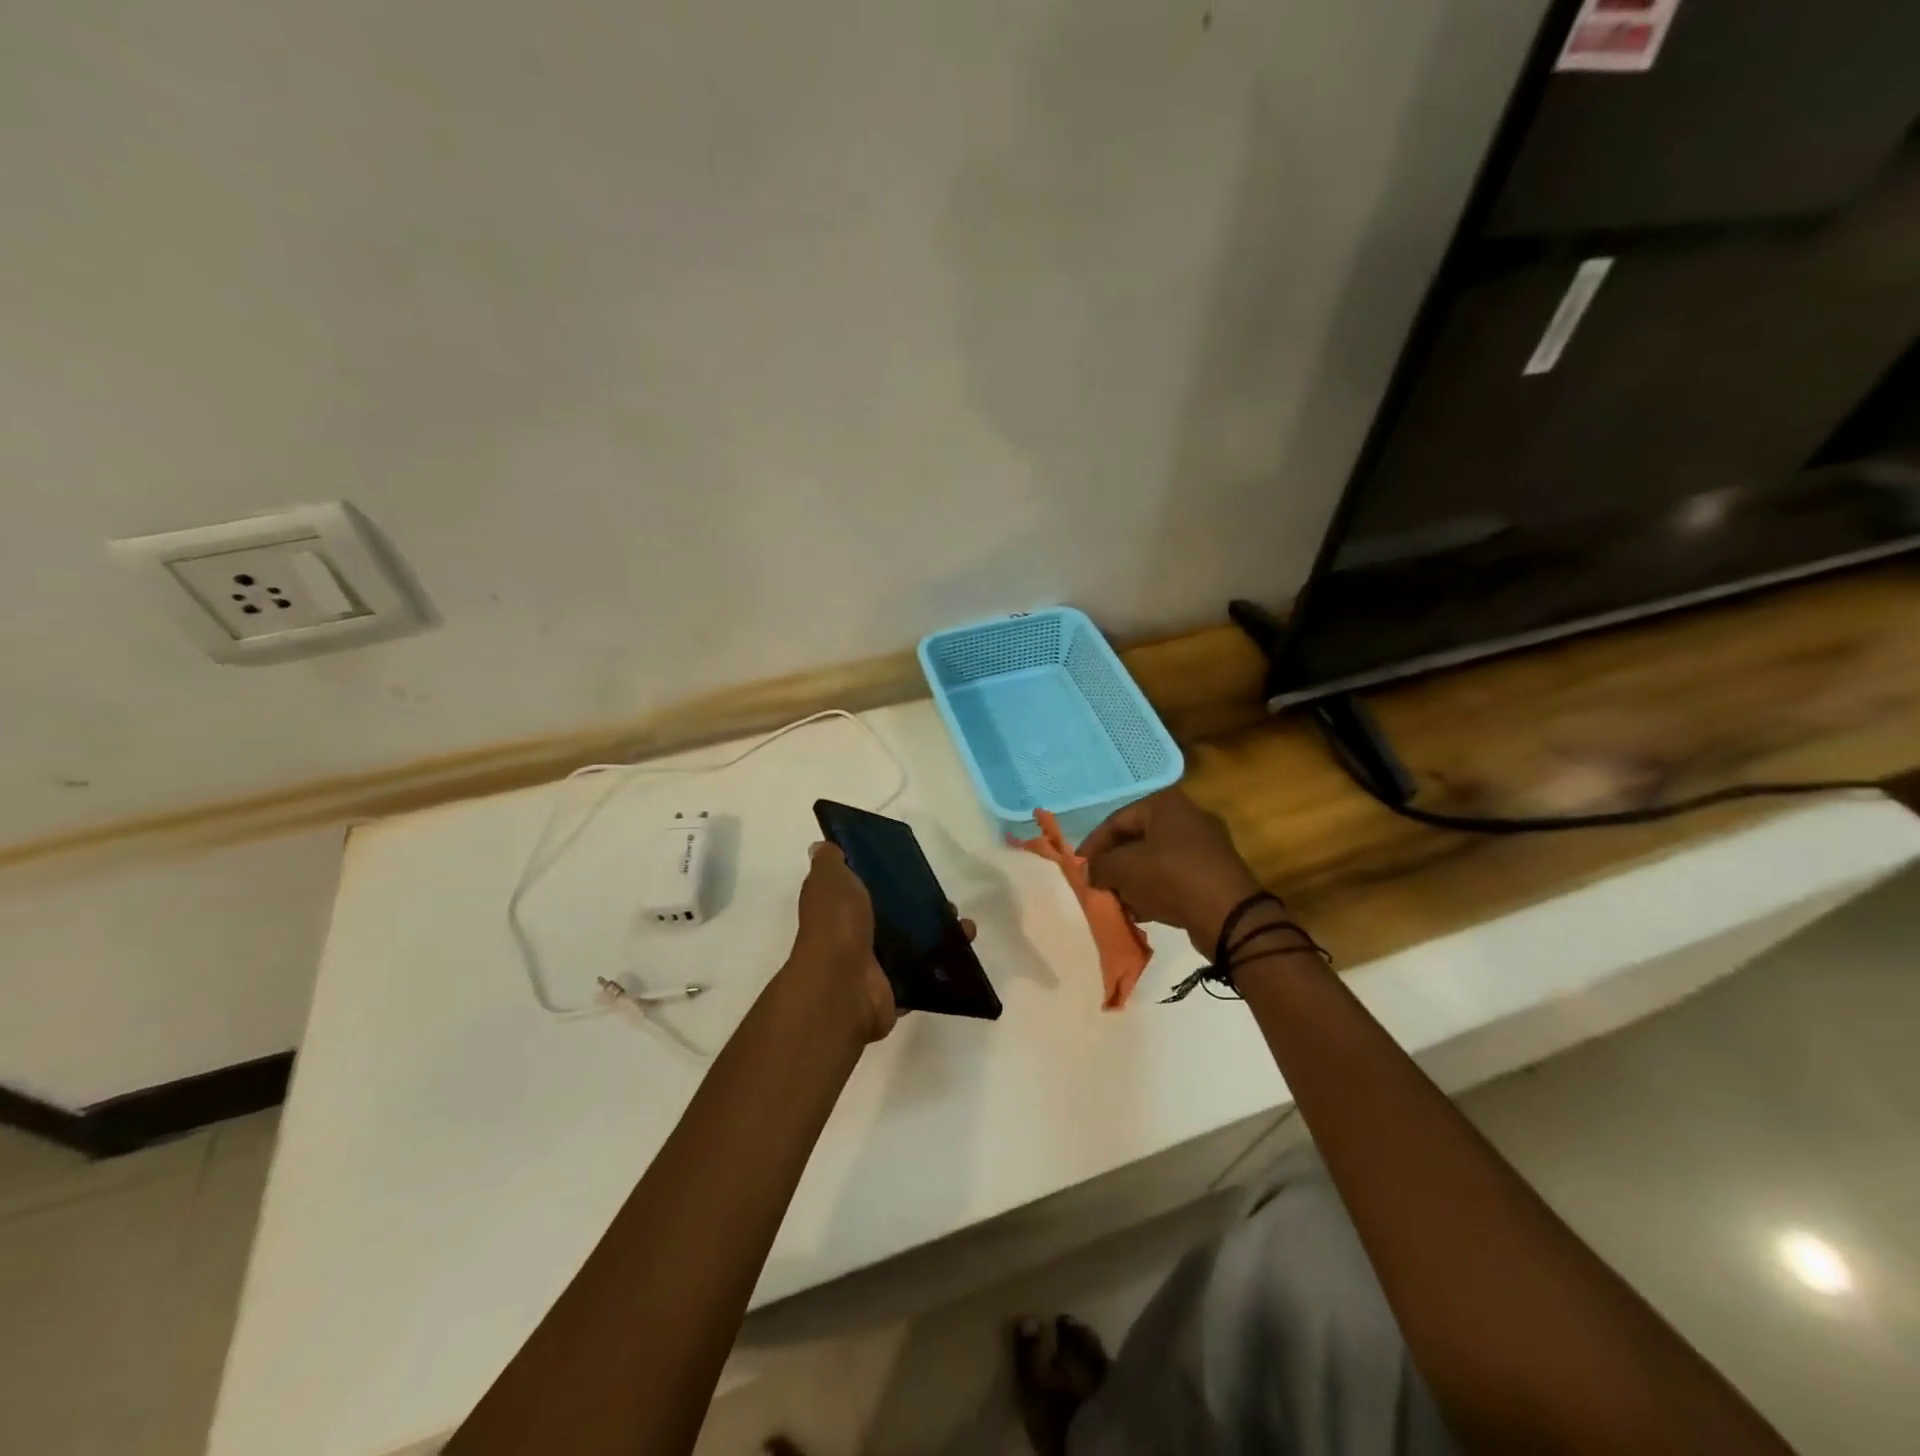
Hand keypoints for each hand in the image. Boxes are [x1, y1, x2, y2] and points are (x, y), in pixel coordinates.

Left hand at [785, 841, 975, 1044]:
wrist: (844, 987)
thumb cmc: (837, 925)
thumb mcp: (830, 880)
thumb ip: (830, 862)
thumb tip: (823, 846)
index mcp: (838, 908)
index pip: (861, 888)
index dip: (883, 877)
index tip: (911, 867)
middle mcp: (854, 936)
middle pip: (892, 917)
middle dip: (921, 907)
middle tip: (946, 901)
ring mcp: (875, 966)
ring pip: (913, 945)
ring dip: (940, 935)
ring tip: (964, 926)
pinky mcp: (895, 989)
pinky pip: (925, 975)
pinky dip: (946, 965)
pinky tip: (965, 950)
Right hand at [1081, 788, 1264, 956]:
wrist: (1230, 915)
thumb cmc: (1171, 878)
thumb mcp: (1123, 869)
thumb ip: (1099, 866)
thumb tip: (1090, 872)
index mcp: (1165, 804)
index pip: (1116, 820)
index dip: (1093, 845)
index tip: (1079, 869)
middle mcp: (1187, 816)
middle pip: (1137, 839)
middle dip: (1114, 864)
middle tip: (1099, 885)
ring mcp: (1205, 845)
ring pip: (1155, 859)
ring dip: (1134, 880)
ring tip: (1119, 902)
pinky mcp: (1215, 873)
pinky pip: (1175, 876)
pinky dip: (1156, 890)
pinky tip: (1143, 911)